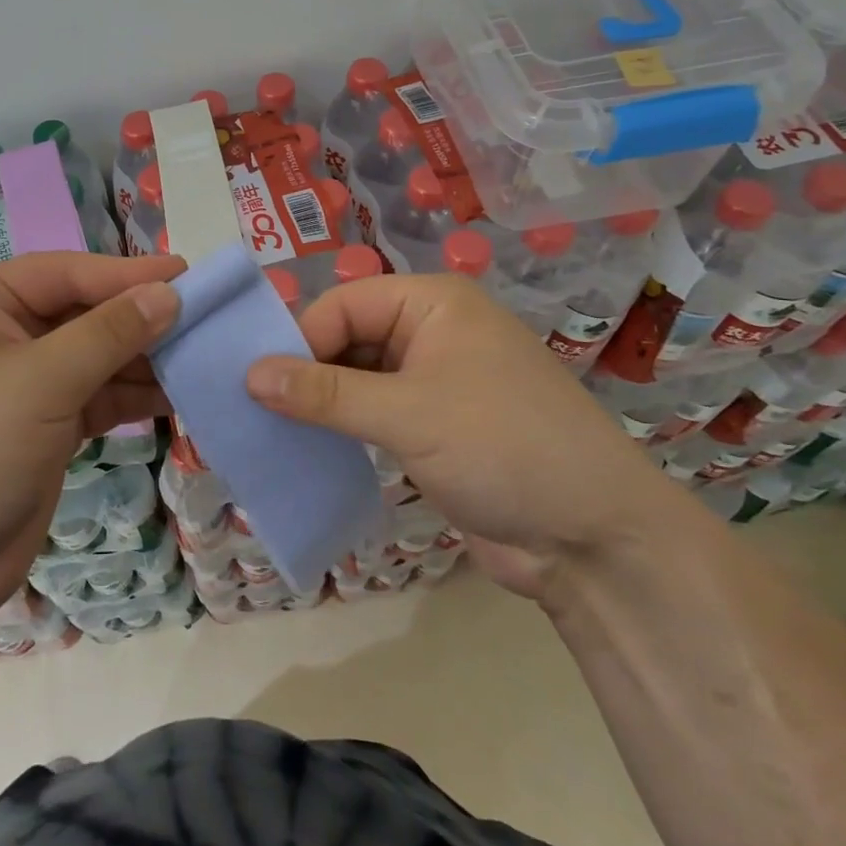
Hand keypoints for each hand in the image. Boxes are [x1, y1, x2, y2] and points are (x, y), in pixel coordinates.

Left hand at [0, 251, 184, 622]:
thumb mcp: (40, 381)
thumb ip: (109, 334)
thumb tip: (170, 293)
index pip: (68, 272)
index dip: (128, 274)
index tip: (189, 275)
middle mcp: (6, 333)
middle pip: (87, 312)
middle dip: (141, 318)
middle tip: (206, 316)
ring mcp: (28, 382)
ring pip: (99, 356)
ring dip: (146, 358)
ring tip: (204, 355)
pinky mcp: (48, 425)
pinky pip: (100, 395)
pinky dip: (135, 394)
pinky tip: (179, 394)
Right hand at [245, 275, 679, 601]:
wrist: (596, 541)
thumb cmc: (504, 448)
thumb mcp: (408, 414)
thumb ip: (325, 393)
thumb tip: (250, 375)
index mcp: (432, 303)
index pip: (343, 306)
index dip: (300, 340)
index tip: (258, 385)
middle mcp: (431, 332)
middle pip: (347, 338)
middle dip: (306, 373)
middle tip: (256, 410)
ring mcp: (434, 382)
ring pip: (356, 379)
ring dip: (320, 404)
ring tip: (270, 431)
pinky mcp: (433, 428)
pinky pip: (373, 415)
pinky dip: (343, 429)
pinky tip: (309, 450)